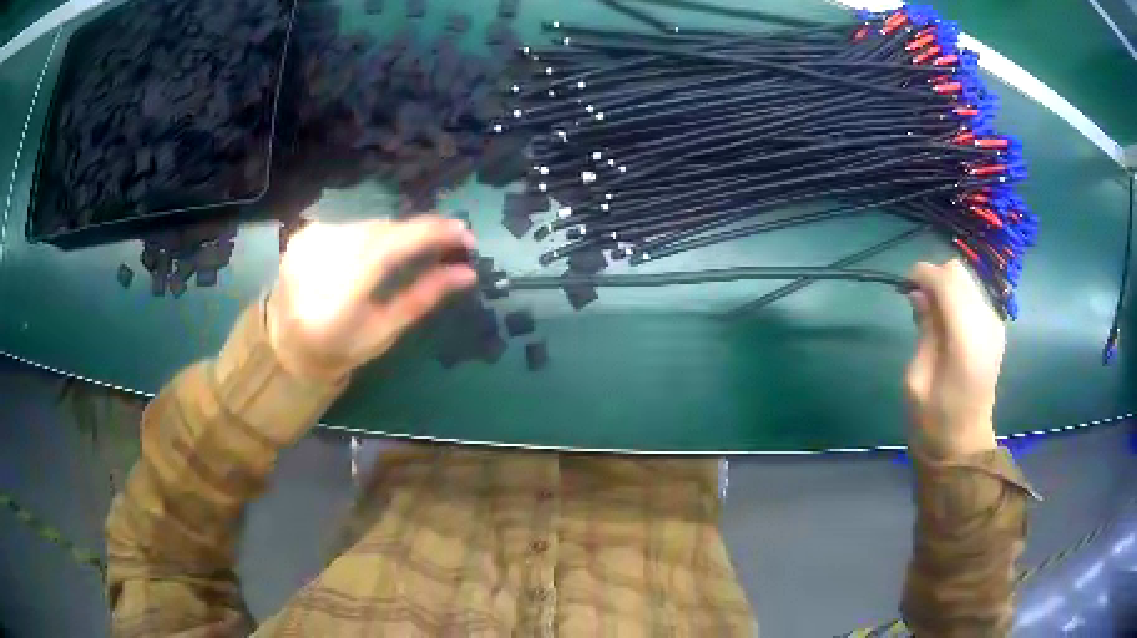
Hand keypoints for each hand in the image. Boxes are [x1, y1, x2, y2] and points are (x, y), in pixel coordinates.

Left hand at [267, 216, 476, 381]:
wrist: (285, 342)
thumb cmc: (338, 348)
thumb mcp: (384, 332)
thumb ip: (423, 298)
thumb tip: (467, 272)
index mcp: (339, 293)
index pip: (392, 246)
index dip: (432, 234)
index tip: (466, 234)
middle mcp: (321, 257)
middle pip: (383, 230)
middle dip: (419, 233)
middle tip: (450, 243)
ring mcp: (309, 240)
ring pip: (369, 225)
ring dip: (398, 234)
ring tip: (418, 249)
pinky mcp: (305, 232)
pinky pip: (352, 226)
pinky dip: (374, 234)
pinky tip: (381, 250)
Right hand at [905, 259, 1003, 457]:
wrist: (964, 446)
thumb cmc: (934, 421)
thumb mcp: (916, 380)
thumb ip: (924, 330)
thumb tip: (919, 295)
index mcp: (966, 341)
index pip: (946, 282)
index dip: (922, 274)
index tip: (905, 286)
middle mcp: (986, 325)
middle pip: (958, 273)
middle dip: (934, 278)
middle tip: (917, 301)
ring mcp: (995, 326)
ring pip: (967, 281)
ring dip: (946, 288)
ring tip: (931, 315)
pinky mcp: (996, 330)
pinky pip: (974, 296)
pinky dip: (957, 299)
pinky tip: (947, 324)